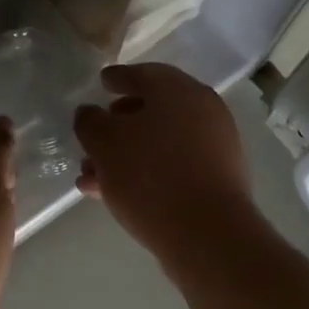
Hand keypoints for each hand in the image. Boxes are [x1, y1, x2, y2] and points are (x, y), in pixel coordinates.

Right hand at [73, 64, 254, 259]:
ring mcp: (215, 145)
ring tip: (93, 177)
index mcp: (178, 89)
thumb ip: (90, 122)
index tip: (101, 82)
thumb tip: (90, 114)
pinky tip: (116, 195)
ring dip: (126, 155)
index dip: (117, 78)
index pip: (142, 73)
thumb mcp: (104, 143)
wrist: (207, 234)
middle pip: (152, 110)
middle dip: (117, 125)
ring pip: (160, 142)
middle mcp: (202, 109)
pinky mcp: (218, 179)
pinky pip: (174, 166)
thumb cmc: (150, 175)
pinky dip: (147, 172)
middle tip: (92, 140)